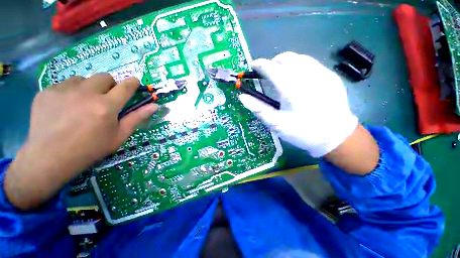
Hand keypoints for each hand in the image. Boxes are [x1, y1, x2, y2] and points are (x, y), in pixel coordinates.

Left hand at [4, 74, 157, 209]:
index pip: (125, 86)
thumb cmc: (90, 148)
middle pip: (105, 77)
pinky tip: (65, 107)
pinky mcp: (46, 92)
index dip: (132, 83)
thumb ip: (137, 117)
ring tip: (82, 104)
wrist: (50, 158)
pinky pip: (64, 84)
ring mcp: (63, 90)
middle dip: (110, 85)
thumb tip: (155, 105)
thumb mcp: (119, 135)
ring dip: (88, 88)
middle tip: (105, 99)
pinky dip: (69, 92)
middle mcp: (85, 94)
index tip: (134, 82)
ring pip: (83, 79)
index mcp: (106, 106)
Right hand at [240, 52, 358, 157]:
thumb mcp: (276, 124)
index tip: (253, 66)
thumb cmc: (301, 131)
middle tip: (268, 74)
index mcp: (291, 89)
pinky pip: (310, 63)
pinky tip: (298, 80)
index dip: (260, 65)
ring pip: (299, 57)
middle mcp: (307, 76)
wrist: (334, 136)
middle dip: (273, 62)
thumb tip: (242, 97)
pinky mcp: (330, 76)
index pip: (271, 68)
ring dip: (286, 63)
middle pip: (286, 57)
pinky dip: (298, 66)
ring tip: (281, 76)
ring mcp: (322, 73)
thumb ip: (258, 108)